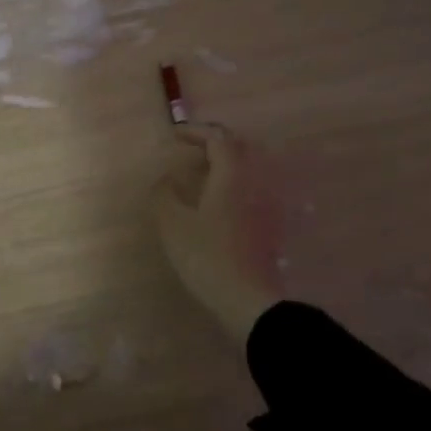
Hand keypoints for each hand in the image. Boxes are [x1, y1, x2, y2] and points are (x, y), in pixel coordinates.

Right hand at [153, 124, 285, 343]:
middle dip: (214, 143)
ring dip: (223, 164)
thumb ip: (164, 194)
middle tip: (190, 149)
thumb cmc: (205, 256)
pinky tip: (213, 201)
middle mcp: (253, 184)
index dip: (195, 131)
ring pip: (246, 170)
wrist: (246, 299)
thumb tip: (165, 179)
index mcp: (231, 177)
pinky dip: (230, 184)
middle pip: (239, 149)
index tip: (173, 135)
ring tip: (199, 174)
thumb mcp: (172, 224)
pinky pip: (248, 189)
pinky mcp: (265, 225)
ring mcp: (264, 205)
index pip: (218, 139)